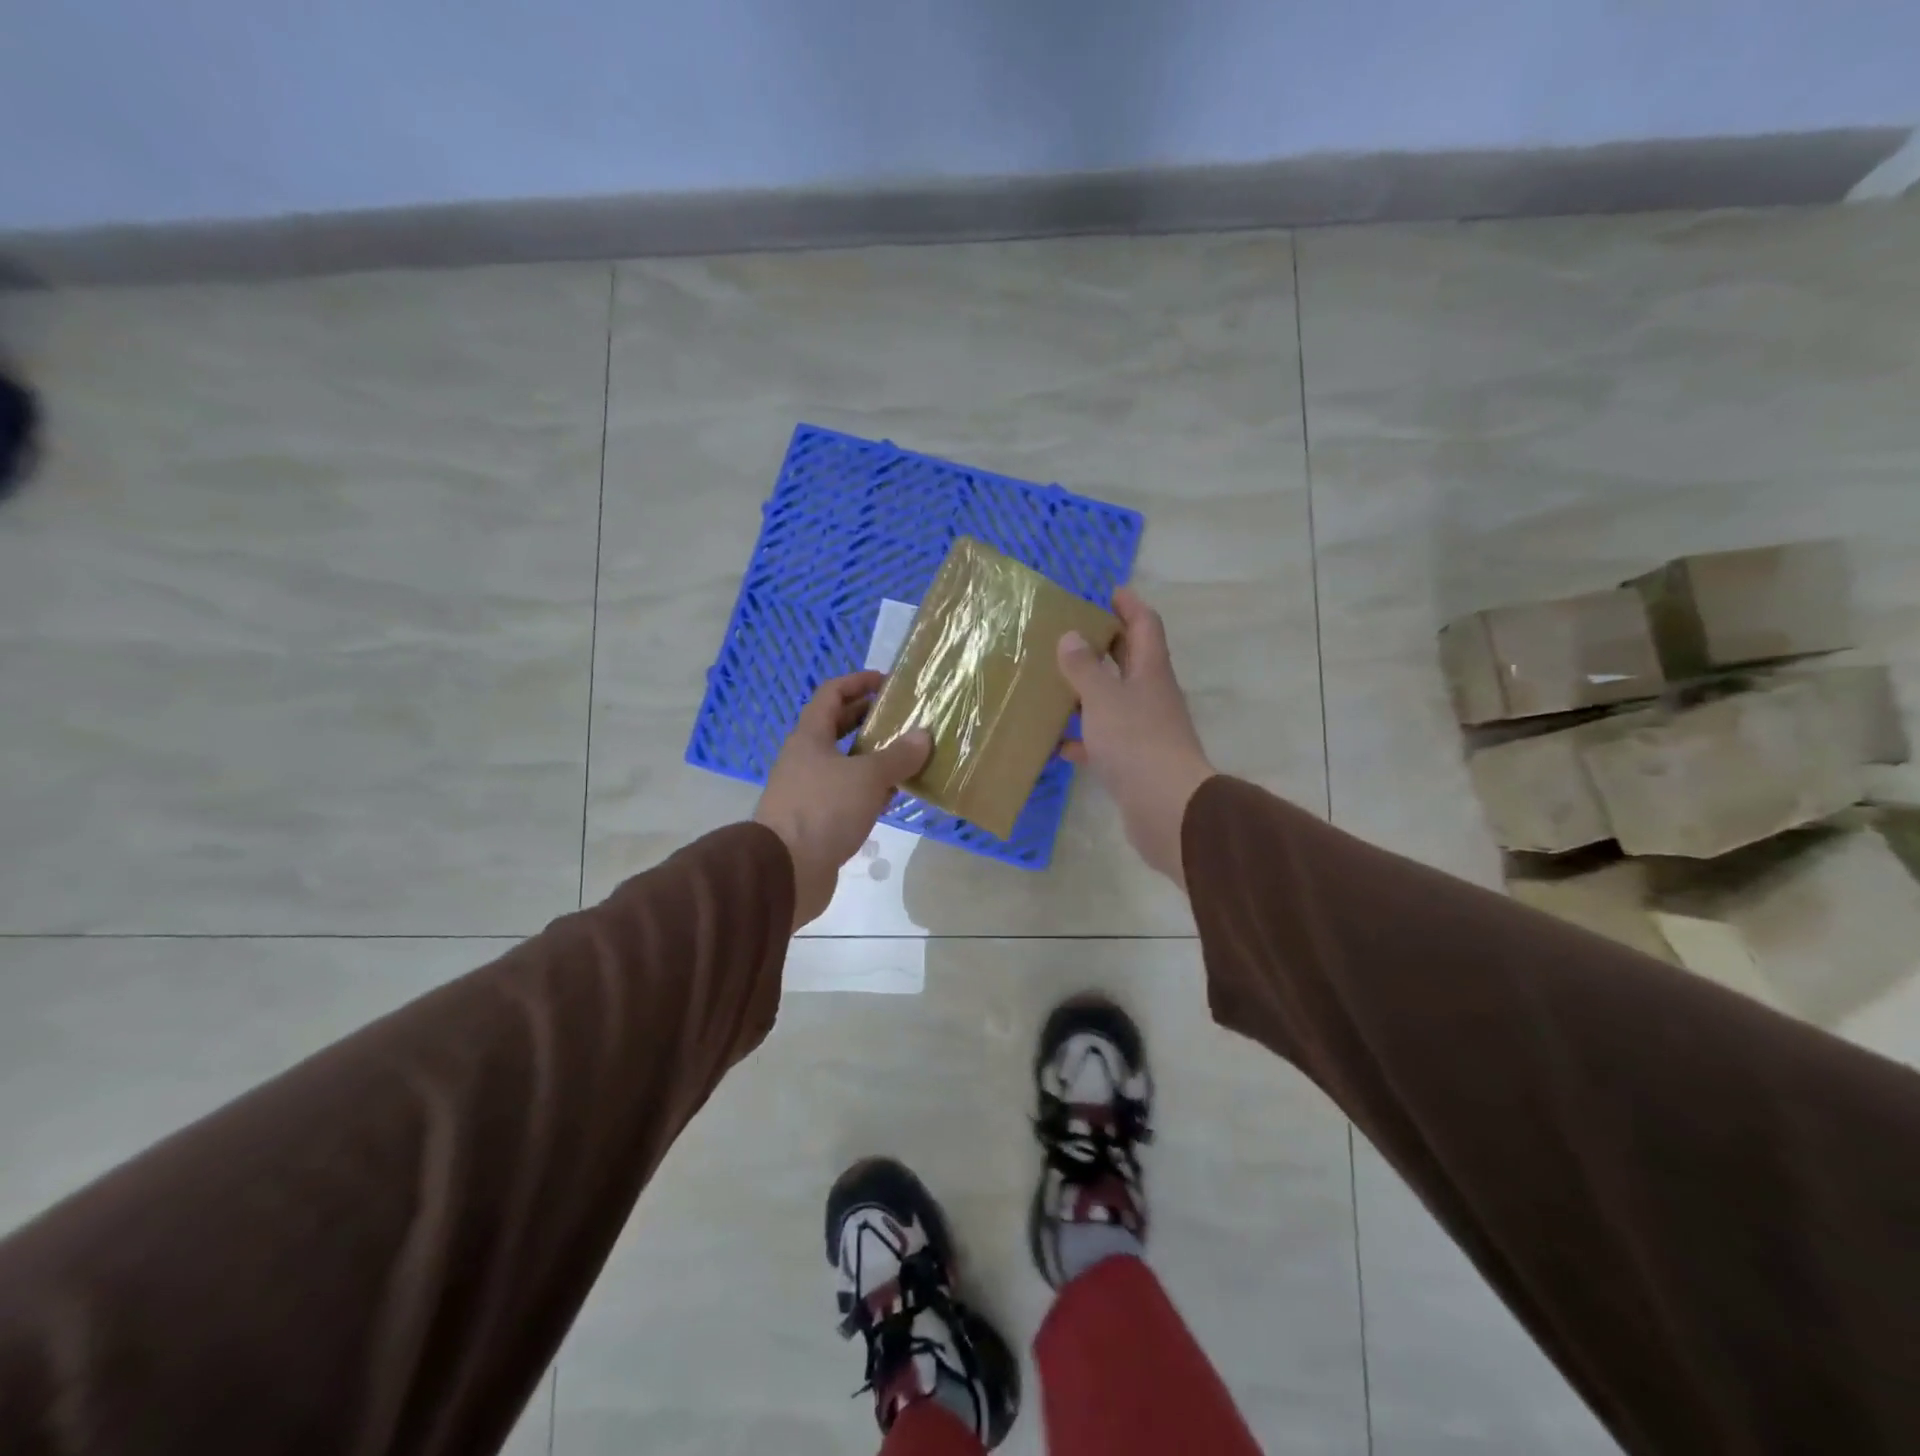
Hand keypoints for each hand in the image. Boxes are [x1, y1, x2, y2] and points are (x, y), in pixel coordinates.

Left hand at [754, 671, 931, 929]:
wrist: (785, 870)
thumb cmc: (824, 810)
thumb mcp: (867, 777)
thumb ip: (897, 756)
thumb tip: (922, 736)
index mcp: (809, 738)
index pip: (831, 694)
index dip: (857, 682)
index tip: (887, 682)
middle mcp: (805, 759)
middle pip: (836, 728)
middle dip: (867, 719)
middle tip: (901, 717)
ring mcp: (808, 791)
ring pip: (843, 763)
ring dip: (872, 757)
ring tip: (906, 756)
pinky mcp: (816, 820)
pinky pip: (846, 794)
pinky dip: (868, 790)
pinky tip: (892, 796)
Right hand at [1058, 588, 1214, 887]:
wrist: (1166, 807)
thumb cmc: (1136, 742)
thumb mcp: (1103, 698)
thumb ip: (1084, 667)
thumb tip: (1071, 636)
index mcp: (1150, 671)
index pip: (1145, 625)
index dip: (1129, 606)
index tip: (1109, 591)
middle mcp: (1151, 695)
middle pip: (1129, 660)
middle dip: (1104, 645)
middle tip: (1071, 632)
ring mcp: (1144, 729)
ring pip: (1113, 700)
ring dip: (1088, 691)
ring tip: (1053, 683)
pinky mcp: (1134, 761)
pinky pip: (1104, 740)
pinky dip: (1083, 737)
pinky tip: (1056, 742)